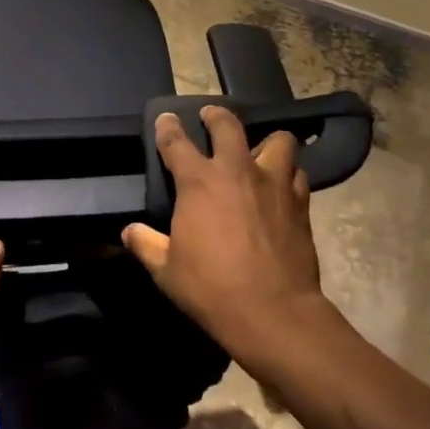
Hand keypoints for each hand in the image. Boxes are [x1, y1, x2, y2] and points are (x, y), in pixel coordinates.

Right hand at [122, 107, 326, 368]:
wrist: (274, 313)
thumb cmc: (212, 289)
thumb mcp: (166, 270)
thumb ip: (146, 244)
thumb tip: (129, 232)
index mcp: (198, 182)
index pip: (176, 141)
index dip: (168, 127)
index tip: (166, 119)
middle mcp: (236, 171)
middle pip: (227, 125)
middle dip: (216, 115)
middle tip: (210, 117)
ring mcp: (273, 184)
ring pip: (278, 140)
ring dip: (266, 142)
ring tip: (258, 152)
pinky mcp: (300, 203)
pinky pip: (297, 174)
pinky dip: (288, 173)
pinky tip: (281, 186)